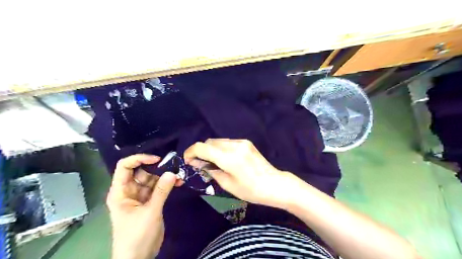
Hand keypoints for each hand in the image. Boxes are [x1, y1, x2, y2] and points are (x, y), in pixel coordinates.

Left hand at [108, 154, 178, 258]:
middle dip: (157, 168)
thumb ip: (161, 191)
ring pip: (152, 179)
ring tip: (179, 175)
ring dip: (165, 177)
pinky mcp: (149, 202)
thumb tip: (172, 172)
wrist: (138, 258)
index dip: (139, 159)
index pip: (125, 167)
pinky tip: (179, 183)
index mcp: (120, 192)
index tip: (157, 159)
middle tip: (174, 166)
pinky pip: (159, 188)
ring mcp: (140, 196)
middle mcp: (129, 191)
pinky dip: (167, 185)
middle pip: (141, 172)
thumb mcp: (150, 212)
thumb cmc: (137, 236)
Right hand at [182, 139, 297, 209]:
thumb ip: (211, 171)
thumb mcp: (228, 184)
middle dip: (201, 151)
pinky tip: (224, 159)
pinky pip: (227, 142)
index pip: (202, 147)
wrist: (275, 184)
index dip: (191, 152)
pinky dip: (220, 148)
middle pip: (209, 142)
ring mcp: (242, 142)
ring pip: (218, 141)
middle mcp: (235, 145)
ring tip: (211, 162)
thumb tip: (199, 163)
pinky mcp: (246, 142)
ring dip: (211, 149)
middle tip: (199, 164)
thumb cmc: (251, 190)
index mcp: (229, 158)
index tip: (187, 160)